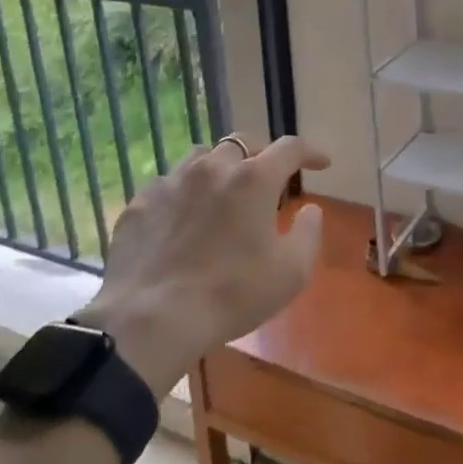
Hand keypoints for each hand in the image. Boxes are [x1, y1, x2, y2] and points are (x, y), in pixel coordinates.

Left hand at [74, 135, 330, 396]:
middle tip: (267, 178)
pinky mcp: (140, 202)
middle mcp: (212, 168)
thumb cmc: (231, 295)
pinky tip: (181, 218)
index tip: (321, 163)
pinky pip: (167, 185)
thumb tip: (311, 210)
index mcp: (253, 179)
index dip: (309, 152)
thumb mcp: (290, 273)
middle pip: (242, 144)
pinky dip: (183, 194)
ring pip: (200, 158)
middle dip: (260, 155)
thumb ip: (308, 234)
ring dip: (218, 168)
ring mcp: (171, 181)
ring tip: (222, 191)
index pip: (289, 149)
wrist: (151, 319)